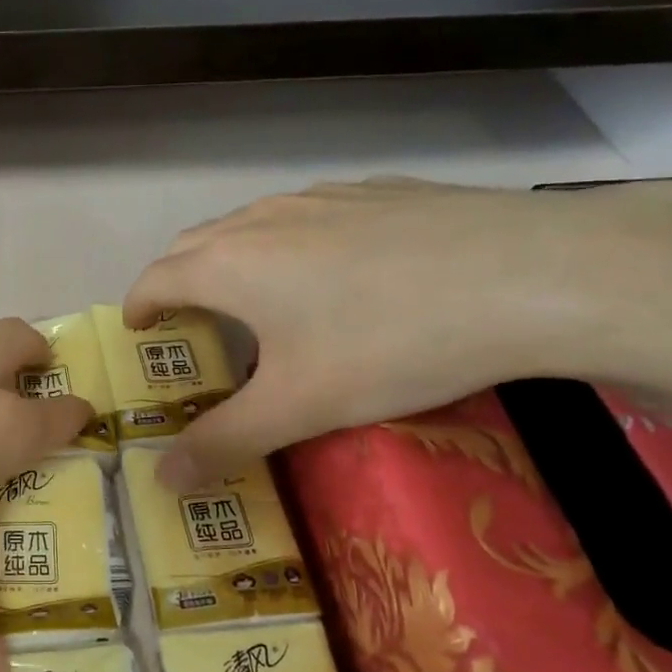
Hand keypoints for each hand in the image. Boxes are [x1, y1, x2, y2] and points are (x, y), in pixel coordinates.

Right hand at [122, 178, 671, 488]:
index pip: (155, 279)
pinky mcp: (376, 191)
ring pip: (250, 225)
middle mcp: (262, 219)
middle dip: (176, 282)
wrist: (533, 274)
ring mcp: (321, 197)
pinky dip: (289, 243)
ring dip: (231, 259)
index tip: (138, 333)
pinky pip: (307, 215)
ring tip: (255, 300)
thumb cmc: (391, 342)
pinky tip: (335, 272)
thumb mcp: (300, 407)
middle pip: (193, 245)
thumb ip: (223, 442)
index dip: (138, 307)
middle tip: (189, 326)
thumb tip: (161, 481)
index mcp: (229, 264)